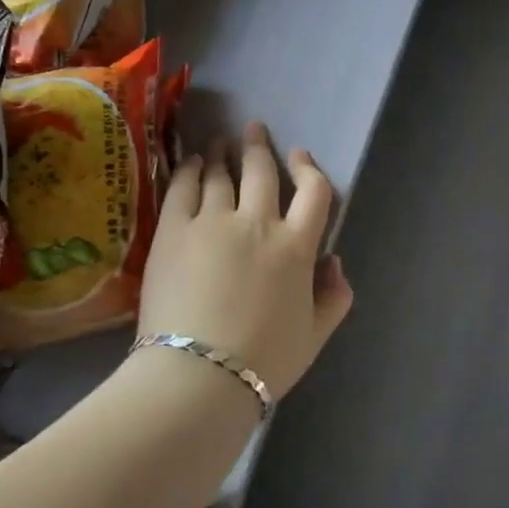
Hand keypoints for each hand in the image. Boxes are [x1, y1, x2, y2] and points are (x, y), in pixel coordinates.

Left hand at [135, 121, 353, 399]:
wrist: (197, 377)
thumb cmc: (263, 361)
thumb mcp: (315, 335)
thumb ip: (335, 297)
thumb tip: (334, 263)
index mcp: (297, 247)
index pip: (313, 192)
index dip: (309, 169)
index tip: (299, 157)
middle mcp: (258, 223)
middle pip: (262, 172)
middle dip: (259, 146)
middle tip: (253, 129)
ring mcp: (212, 223)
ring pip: (222, 175)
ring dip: (224, 153)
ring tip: (220, 142)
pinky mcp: (173, 231)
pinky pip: (183, 188)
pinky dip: (190, 170)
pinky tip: (192, 163)